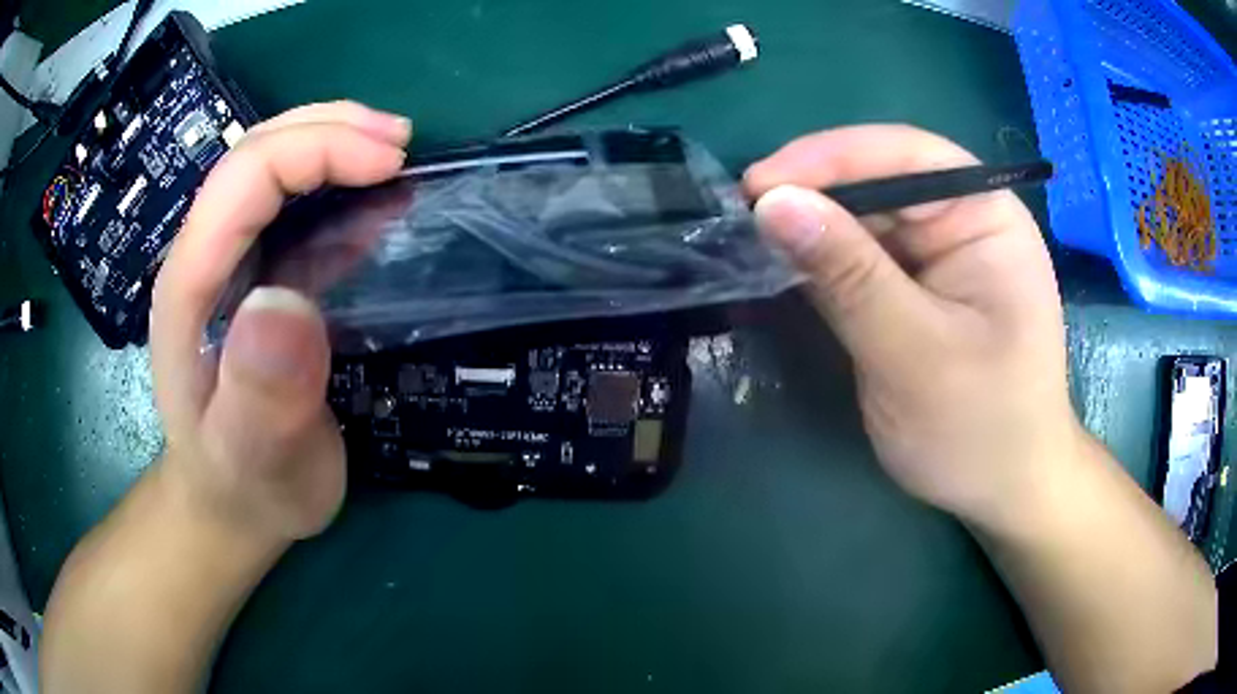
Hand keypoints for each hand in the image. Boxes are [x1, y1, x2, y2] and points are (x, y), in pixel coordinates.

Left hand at [150, 101, 411, 543]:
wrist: (231, 505)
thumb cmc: (244, 485)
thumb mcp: (255, 458)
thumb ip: (261, 394)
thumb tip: (286, 302)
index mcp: (190, 287)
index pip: (243, 179)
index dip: (316, 149)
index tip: (391, 163)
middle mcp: (203, 260)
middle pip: (254, 155)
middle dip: (329, 129)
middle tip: (402, 143)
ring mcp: (228, 266)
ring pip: (271, 170)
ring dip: (333, 144)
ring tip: (393, 156)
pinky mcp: (254, 279)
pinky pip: (290, 211)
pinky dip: (336, 188)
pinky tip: (372, 203)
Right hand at [745, 125, 1078, 532]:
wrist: (1001, 490)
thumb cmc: (980, 429)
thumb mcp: (916, 355)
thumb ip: (849, 277)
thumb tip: (771, 203)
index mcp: (988, 219)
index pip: (910, 156)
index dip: (833, 157)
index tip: (760, 183)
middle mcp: (963, 223)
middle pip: (882, 181)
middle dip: (815, 193)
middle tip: (742, 214)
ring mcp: (937, 256)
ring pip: (864, 219)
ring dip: (811, 227)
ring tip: (750, 238)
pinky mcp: (913, 289)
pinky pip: (859, 258)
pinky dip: (820, 262)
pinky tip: (782, 266)